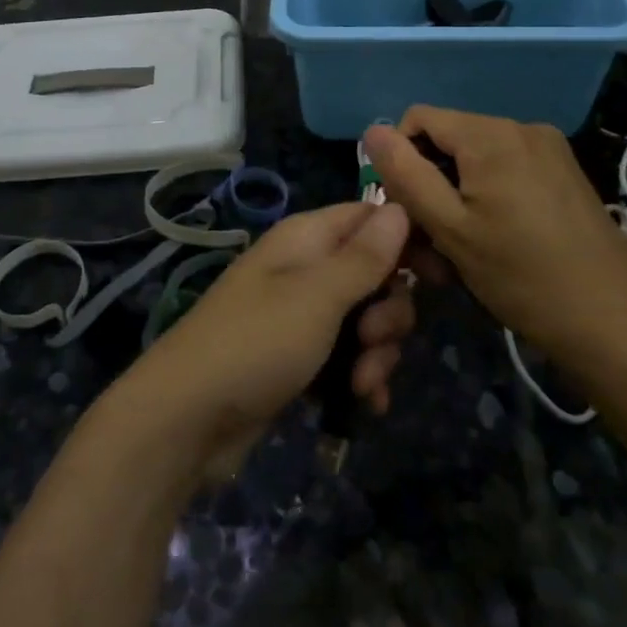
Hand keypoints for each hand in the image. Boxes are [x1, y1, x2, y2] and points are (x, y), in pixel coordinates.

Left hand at [113, 203, 417, 481]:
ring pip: (366, 319)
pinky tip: (364, 403)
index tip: (439, 276)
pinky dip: (361, 376)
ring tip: (362, 383)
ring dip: (377, 352)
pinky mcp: (298, 357)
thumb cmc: (256, 343)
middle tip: (372, 338)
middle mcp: (306, 269)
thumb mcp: (318, 296)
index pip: (370, 217)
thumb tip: (400, 208)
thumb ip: (363, 256)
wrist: (187, 418)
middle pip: (375, 272)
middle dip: (389, 311)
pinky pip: (347, 355)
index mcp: (307, 239)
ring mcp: (301, 314)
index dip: (407, 240)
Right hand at [364, 107, 626, 356]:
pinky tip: (493, 241)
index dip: (399, 159)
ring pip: (476, 159)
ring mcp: (549, 148)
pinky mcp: (564, 171)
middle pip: (449, 140)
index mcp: (491, 134)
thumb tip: (373, 130)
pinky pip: (506, 169)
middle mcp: (521, 127)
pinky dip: (487, 197)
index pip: (419, 118)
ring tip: (460, 251)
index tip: (405, 210)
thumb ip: (407, 175)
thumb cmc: (521, 277)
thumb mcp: (450, 228)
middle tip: (428, 244)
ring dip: (456, 197)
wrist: (611, 323)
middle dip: (430, 184)